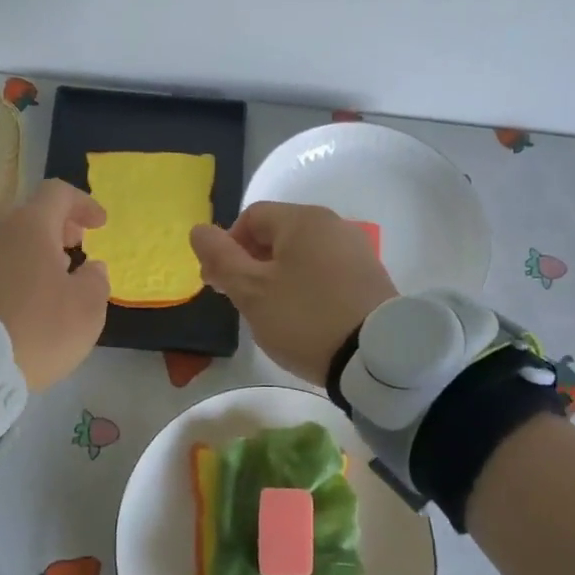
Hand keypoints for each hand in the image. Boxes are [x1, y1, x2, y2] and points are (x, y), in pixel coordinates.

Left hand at [0, 179, 111, 390]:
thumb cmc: (37, 329)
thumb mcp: (86, 310)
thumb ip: (96, 281)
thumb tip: (91, 268)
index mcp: (29, 226)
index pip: (58, 193)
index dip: (83, 204)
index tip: (100, 225)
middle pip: (28, 212)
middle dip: (55, 225)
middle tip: (74, 246)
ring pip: (6, 237)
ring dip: (30, 249)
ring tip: (49, 277)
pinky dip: (10, 268)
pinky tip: (21, 297)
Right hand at [190, 202, 396, 382]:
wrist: (376, 356)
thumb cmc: (304, 317)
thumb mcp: (251, 290)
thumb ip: (221, 257)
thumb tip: (198, 229)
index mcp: (303, 219)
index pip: (251, 217)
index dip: (227, 246)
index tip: (218, 283)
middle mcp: (333, 224)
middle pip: (277, 234)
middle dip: (250, 263)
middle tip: (239, 300)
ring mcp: (356, 250)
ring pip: (301, 254)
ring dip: (276, 276)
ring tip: (270, 313)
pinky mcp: (371, 277)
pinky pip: (325, 271)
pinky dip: (305, 286)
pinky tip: (303, 317)